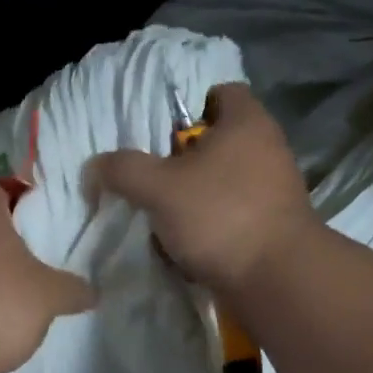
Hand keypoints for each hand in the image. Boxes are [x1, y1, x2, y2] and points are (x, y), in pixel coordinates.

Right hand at [91, 82, 316, 295]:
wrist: (277, 280)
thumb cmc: (220, 216)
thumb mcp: (159, 188)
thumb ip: (124, 170)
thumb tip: (95, 166)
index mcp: (247, 122)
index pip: (220, 92)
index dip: (188, 108)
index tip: (161, 135)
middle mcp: (267, 148)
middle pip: (216, 142)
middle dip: (182, 162)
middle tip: (154, 180)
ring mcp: (275, 189)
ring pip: (221, 183)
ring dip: (192, 199)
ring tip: (164, 219)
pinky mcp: (274, 225)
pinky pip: (233, 215)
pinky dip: (211, 227)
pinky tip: (188, 247)